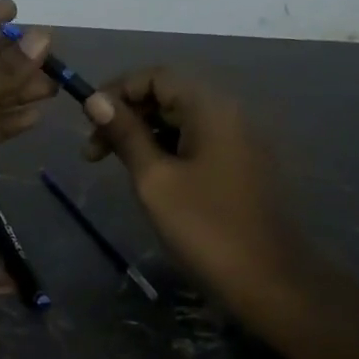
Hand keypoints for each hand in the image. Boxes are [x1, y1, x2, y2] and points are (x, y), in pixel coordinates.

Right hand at [80, 68, 310, 315]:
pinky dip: (165, 148)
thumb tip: (95, 100)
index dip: (116, 91)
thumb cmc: (205, 227)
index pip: (155, 76)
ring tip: (114, 165)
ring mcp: (239, 139)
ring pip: (180, 119)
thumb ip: (125, 134)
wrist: (271, 282)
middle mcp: (229, 113)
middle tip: (93, 152)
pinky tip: (147, 175)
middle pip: (168, 94)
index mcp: (211, 108)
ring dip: (142, 133)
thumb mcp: (154, 179)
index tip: (87, 123)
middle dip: (126, 115)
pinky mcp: (240, 163)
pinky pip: (195, 140)